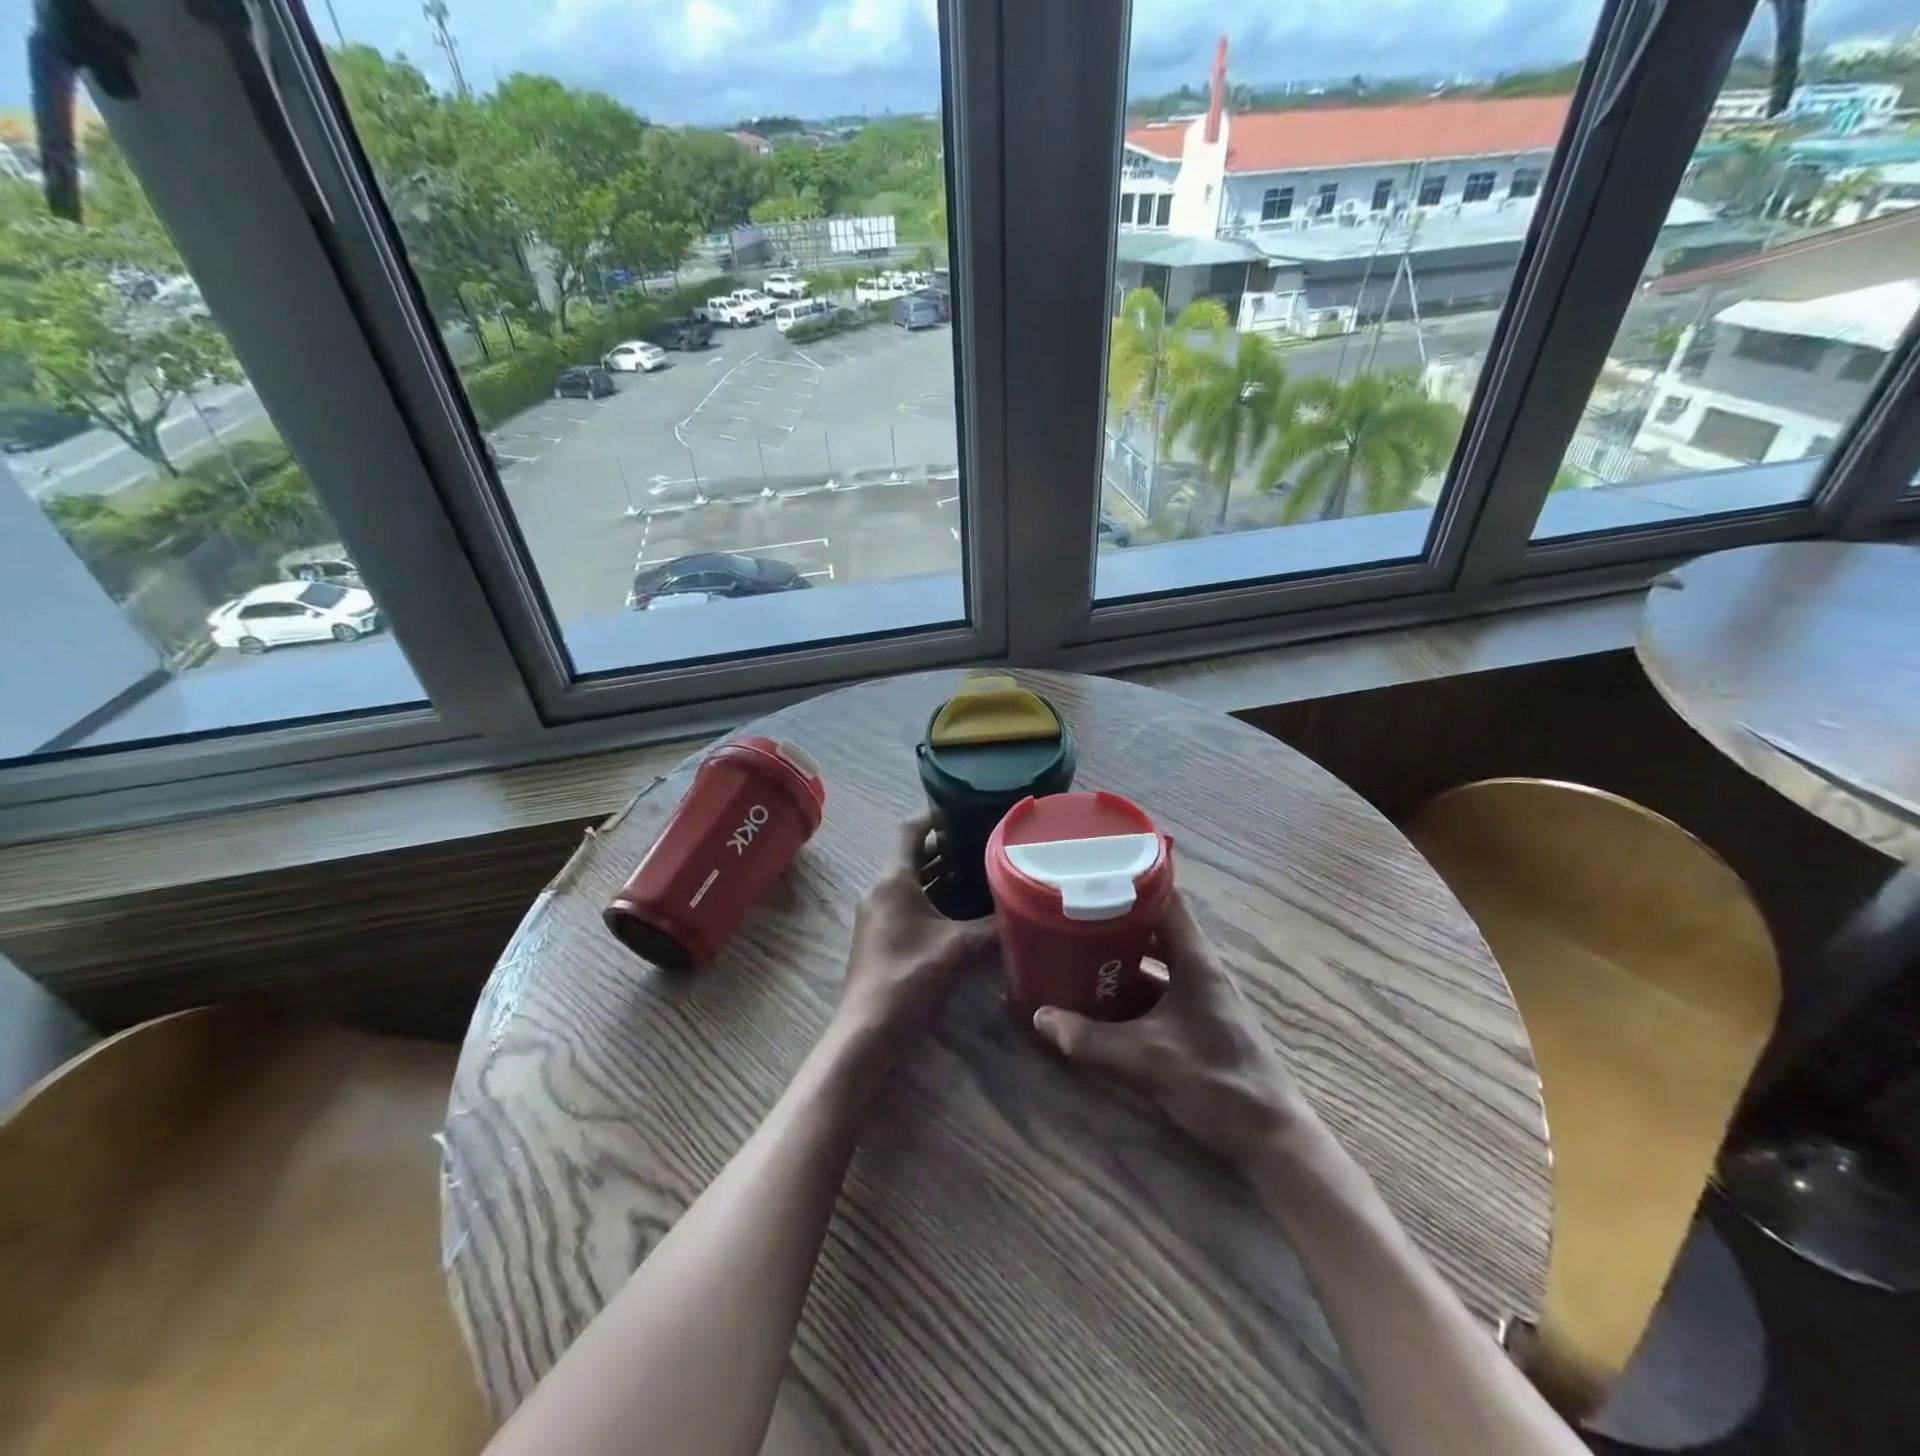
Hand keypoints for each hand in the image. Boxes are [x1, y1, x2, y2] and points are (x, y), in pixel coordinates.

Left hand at [837, 813, 997, 1049]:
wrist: (867, 1030)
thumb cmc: (909, 977)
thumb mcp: (958, 948)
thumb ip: (993, 926)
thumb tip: (1028, 910)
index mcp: (893, 879)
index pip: (911, 829)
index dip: (936, 815)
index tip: (968, 808)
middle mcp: (882, 889)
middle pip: (914, 854)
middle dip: (948, 847)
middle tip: (986, 841)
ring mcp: (879, 913)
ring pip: (914, 881)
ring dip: (943, 874)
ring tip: (982, 869)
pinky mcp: (883, 935)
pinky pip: (911, 902)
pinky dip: (935, 897)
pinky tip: (965, 908)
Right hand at [1033, 891, 1311, 1166]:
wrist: (1270, 1138)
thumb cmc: (1214, 1083)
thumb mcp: (1144, 1059)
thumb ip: (1088, 1039)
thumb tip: (1039, 1017)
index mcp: (1195, 960)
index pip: (1166, 898)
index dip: (1130, 880)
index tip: (1091, 874)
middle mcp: (1199, 967)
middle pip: (1155, 926)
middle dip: (1114, 919)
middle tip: (1072, 912)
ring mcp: (1201, 994)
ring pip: (1156, 959)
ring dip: (1121, 954)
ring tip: (1078, 948)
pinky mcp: (1198, 1019)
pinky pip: (1158, 988)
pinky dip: (1131, 985)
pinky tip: (1102, 996)